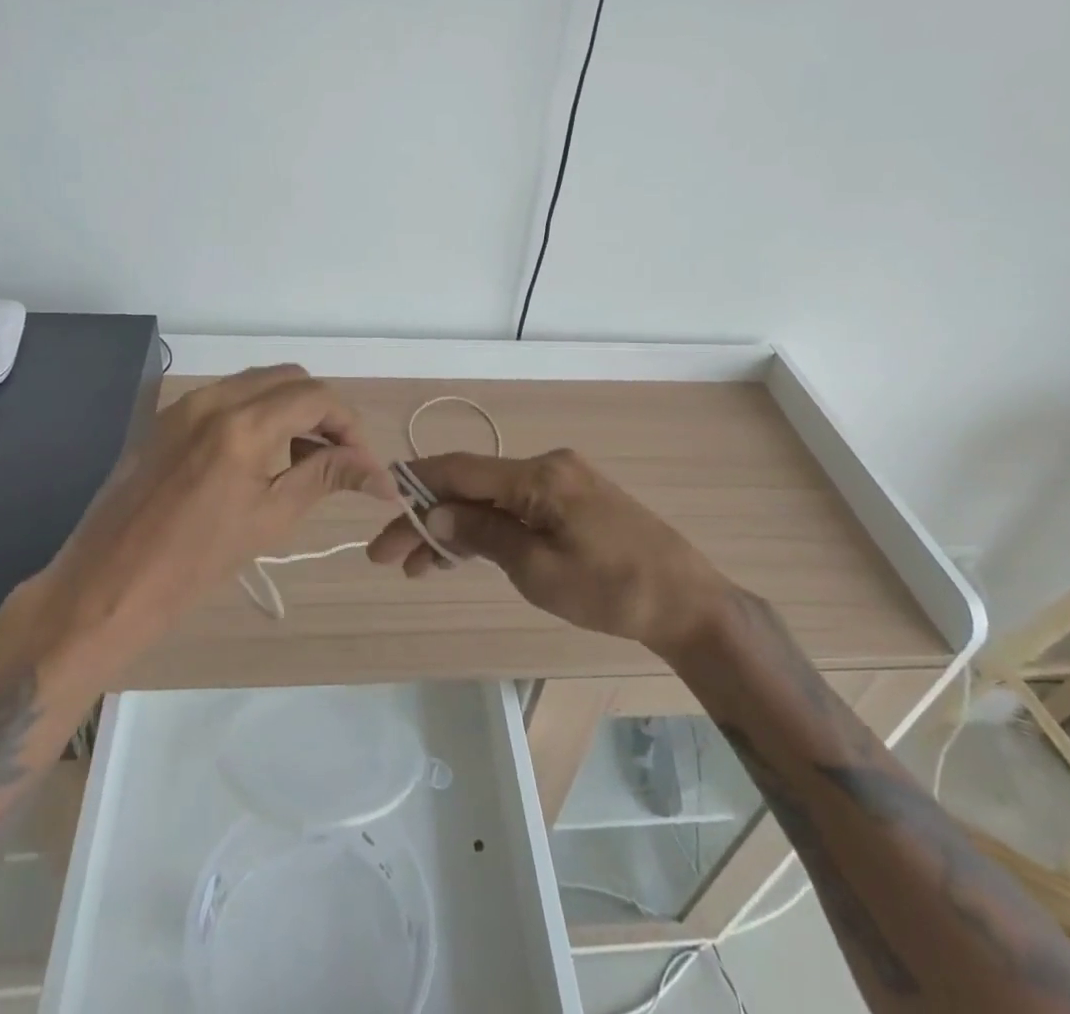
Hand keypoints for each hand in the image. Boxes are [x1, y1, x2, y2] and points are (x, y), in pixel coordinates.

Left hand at [27, 365, 397, 669]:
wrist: (106, 585)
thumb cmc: (193, 563)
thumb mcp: (270, 518)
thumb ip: (325, 477)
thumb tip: (381, 475)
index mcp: (243, 425)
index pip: (316, 398)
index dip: (349, 424)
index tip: (362, 463)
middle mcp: (214, 399)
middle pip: (289, 379)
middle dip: (322, 410)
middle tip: (338, 456)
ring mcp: (185, 405)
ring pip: (257, 383)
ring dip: (290, 408)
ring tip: (305, 457)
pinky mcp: (167, 418)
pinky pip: (226, 397)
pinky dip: (256, 412)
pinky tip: (262, 455)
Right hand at [366, 449, 727, 651]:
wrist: (688, 603)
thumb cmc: (613, 590)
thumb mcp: (539, 570)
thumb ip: (483, 535)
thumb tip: (433, 514)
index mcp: (539, 475)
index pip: (460, 470)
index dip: (415, 486)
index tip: (381, 508)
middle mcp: (547, 467)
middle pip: (471, 486)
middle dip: (427, 518)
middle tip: (387, 555)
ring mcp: (561, 482)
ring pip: (491, 500)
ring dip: (454, 528)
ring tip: (416, 567)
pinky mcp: (572, 501)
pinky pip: (516, 509)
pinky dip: (486, 530)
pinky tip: (460, 554)